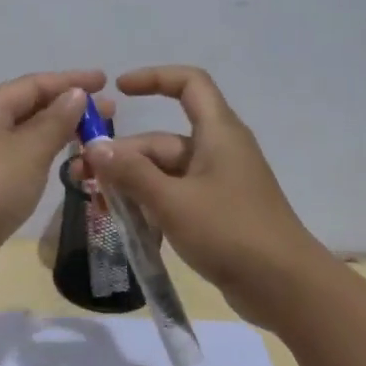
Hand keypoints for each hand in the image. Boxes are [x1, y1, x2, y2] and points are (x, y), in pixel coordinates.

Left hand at [0, 68, 106, 283]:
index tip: (105, 82)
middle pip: (26, 108)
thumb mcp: (30, 149)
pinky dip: (39, 157)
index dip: (71, 81)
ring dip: (54, 134)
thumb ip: (56, 120)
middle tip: (108, 115)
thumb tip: (74, 94)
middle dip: (67, 109)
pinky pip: (14, 161)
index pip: (33, 84)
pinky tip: (57, 165)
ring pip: (20, 137)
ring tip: (89, 139)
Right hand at [76, 65, 332, 328]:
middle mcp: (218, 152)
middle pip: (161, 141)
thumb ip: (131, 173)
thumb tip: (94, 146)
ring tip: (97, 206)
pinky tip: (124, 225)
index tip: (119, 90)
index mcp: (217, 133)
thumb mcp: (173, 201)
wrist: (284, 286)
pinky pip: (174, 198)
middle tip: (81, 180)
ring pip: (163, 174)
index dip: (154, 78)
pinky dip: (149, 206)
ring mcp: (217, 185)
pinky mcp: (215, 213)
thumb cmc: (230, 232)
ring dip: (130, 185)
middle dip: (121, 157)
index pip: (189, 84)